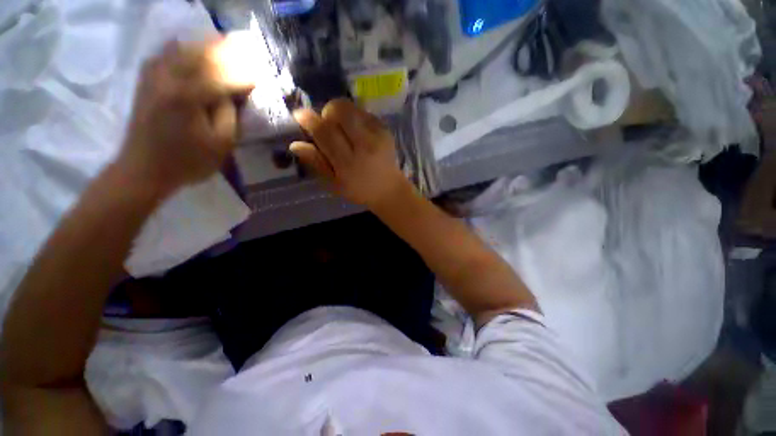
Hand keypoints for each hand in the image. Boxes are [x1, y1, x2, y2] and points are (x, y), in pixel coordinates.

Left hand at [117, 40, 252, 196]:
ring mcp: (153, 76)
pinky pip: (166, 54)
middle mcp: (168, 78)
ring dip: (205, 45)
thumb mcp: (220, 143)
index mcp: (188, 96)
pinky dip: (183, 48)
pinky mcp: (146, 80)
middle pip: (202, 54)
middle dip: (227, 51)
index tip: (260, 74)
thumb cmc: (187, 161)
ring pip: (183, 48)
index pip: (223, 77)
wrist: (143, 168)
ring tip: (223, 43)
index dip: (244, 75)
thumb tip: (230, 93)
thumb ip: (229, 114)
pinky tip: (192, 50)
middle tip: (246, 49)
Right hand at [291, 99, 410, 207]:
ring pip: (352, 108)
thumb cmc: (359, 190)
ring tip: (342, 128)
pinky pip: (364, 112)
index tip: (299, 114)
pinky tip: (357, 131)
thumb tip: (295, 144)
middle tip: (327, 125)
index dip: (309, 120)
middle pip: (340, 111)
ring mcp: (377, 135)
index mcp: (348, 163)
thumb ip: (316, 163)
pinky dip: (355, 117)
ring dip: (341, 113)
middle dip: (327, 112)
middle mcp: (363, 146)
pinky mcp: (386, 130)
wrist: (389, 189)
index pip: (325, 133)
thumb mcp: (334, 184)